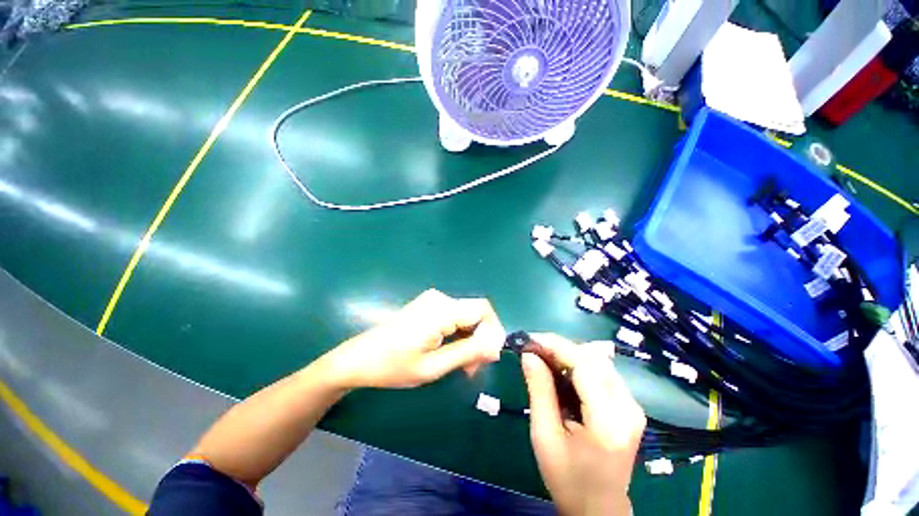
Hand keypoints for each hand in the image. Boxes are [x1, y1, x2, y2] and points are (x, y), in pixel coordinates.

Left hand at [322, 289, 504, 389]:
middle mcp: (440, 299)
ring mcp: (432, 301)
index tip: (489, 358)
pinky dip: (458, 335)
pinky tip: (450, 353)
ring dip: (469, 340)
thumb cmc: (393, 366)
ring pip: (465, 317)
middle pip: (475, 314)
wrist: (359, 358)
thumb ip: (468, 353)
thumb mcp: (434, 366)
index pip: (483, 309)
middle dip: (480, 340)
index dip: (493, 331)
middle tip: (473, 369)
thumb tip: (497, 346)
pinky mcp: (428, 306)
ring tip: (462, 366)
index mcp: (442, 310)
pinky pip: (453, 317)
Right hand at [521, 334, 645, 515]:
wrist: (599, 508)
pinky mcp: (629, 405)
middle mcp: (628, 407)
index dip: (556, 346)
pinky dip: (579, 363)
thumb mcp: (545, 436)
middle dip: (561, 347)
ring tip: (544, 357)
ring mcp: (632, 405)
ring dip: (569, 353)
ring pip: (599, 361)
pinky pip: (602, 371)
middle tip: (534, 348)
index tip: (531, 339)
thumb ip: (539, 390)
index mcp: (608, 421)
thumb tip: (528, 355)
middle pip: (594, 358)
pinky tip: (562, 369)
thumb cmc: (568, 478)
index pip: (585, 365)